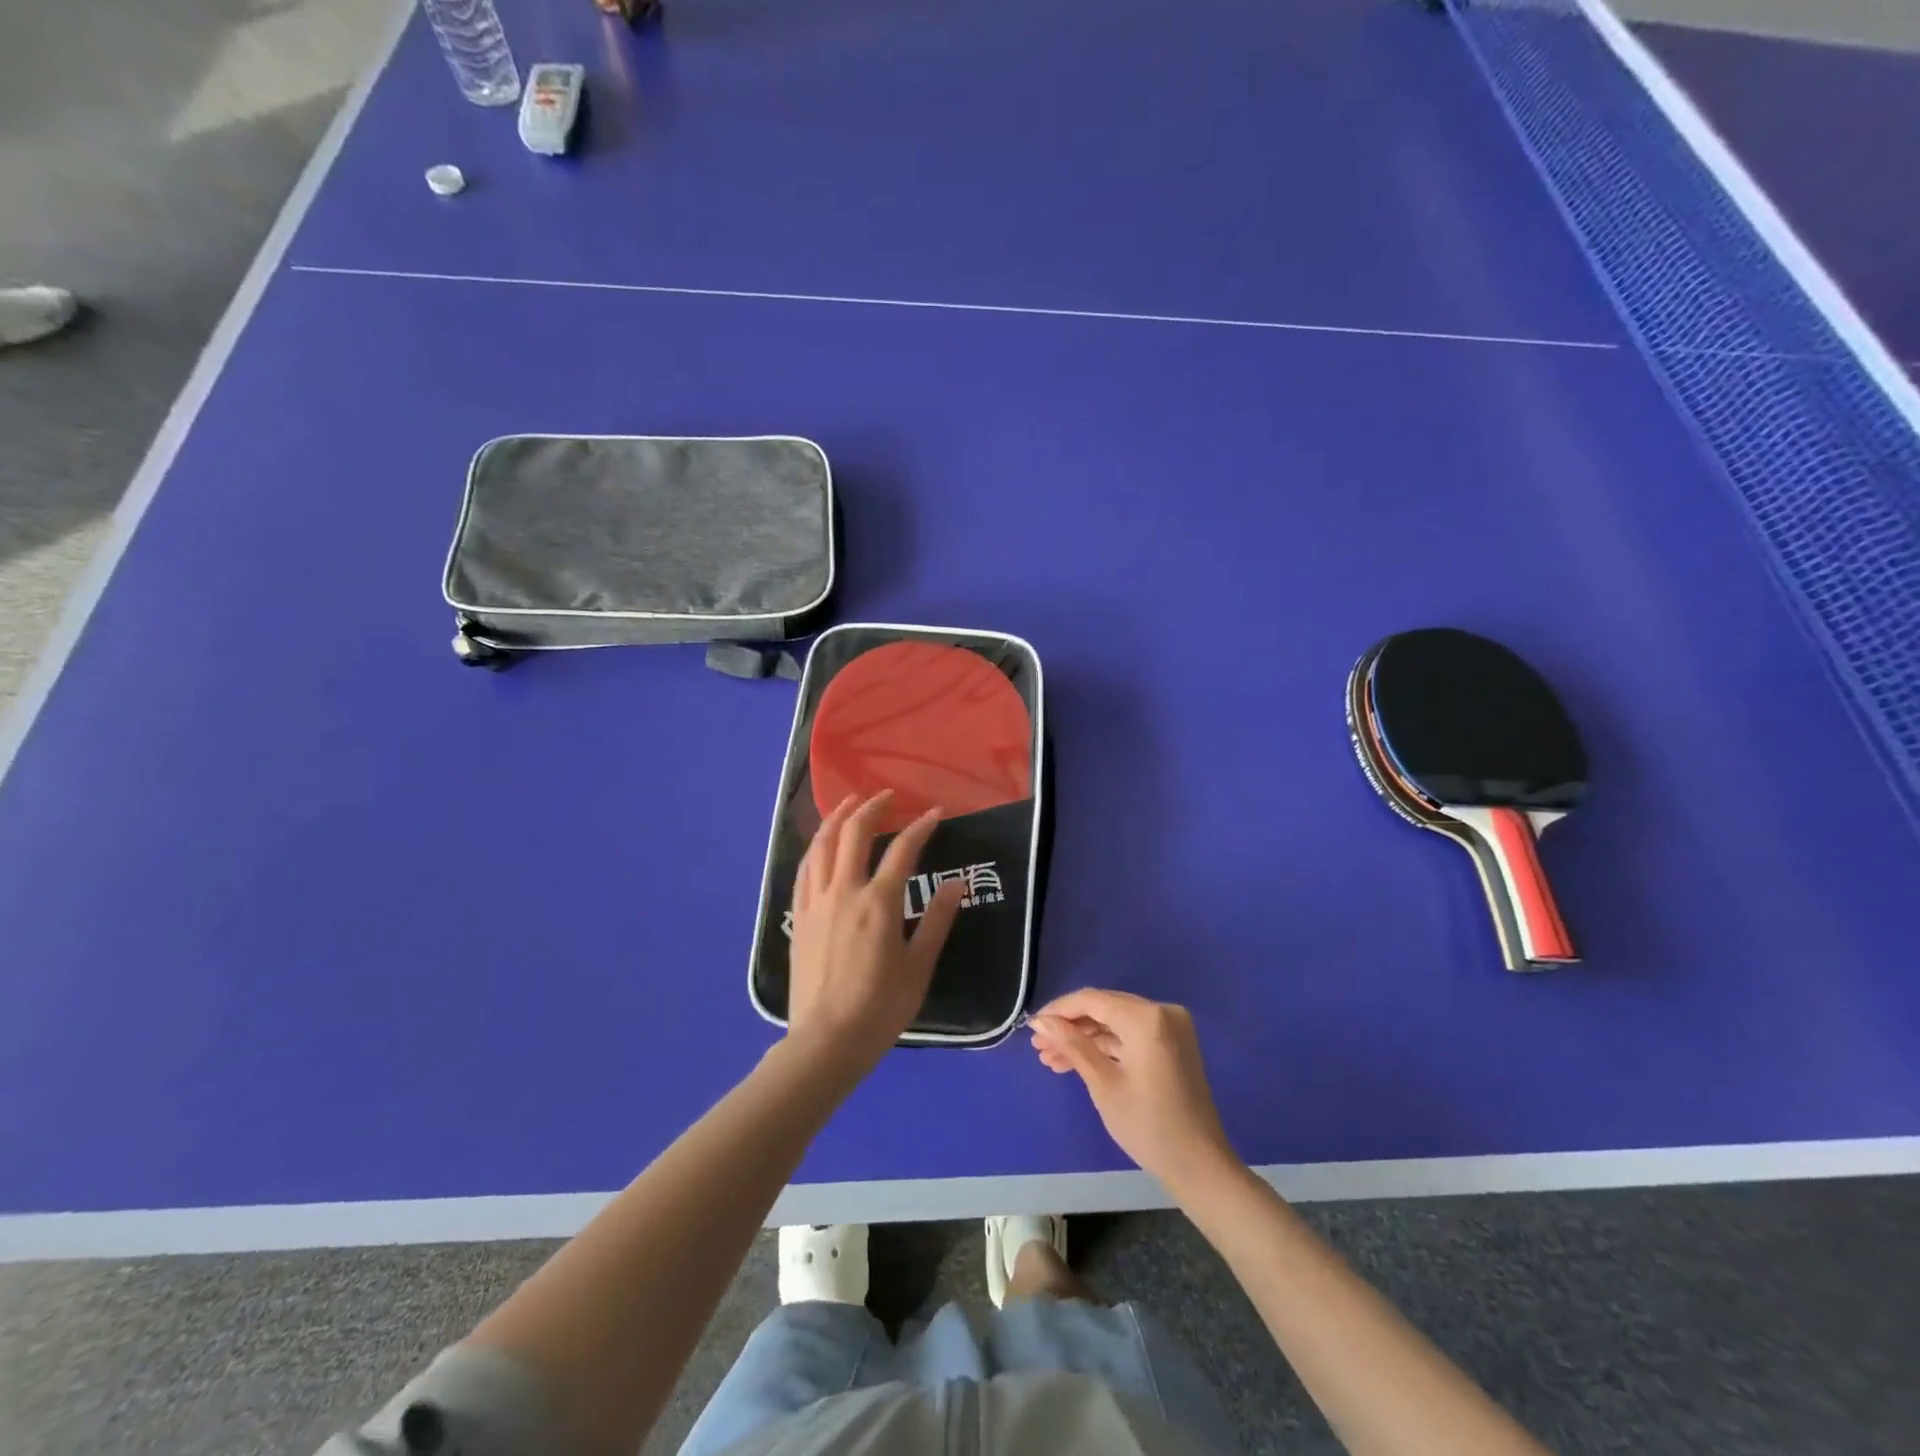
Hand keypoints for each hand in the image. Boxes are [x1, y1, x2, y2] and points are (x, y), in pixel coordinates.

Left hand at [786, 791, 962, 1070]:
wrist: (826, 1041)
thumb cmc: (880, 1007)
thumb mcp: (919, 966)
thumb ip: (937, 920)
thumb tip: (957, 883)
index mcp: (878, 902)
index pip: (902, 850)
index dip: (920, 827)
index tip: (935, 813)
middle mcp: (844, 892)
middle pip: (854, 834)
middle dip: (872, 808)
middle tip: (887, 796)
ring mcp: (816, 902)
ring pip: (822, 845)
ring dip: (837, 818)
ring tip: (850, 804)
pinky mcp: (798, 917)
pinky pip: (804, 870)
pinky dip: (815, 848)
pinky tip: (821, 845)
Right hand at [1031, 989, 1239, 1191]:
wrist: (1200, 1166)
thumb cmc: (1148, 1125)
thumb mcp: (1103, 1083)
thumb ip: (1072, 1045)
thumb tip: (1041, 1022)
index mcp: (1147, 1017)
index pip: (1092, 1000)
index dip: (1059, 1011)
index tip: (1033, 1028)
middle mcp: (1162, 1011)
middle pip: (1104, 1009)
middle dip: (1070, 1027)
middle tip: (1040, 1048)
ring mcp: (1170, 1027)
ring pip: (1116, 1023)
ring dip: (1085, 1039)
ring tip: (1051, 1059)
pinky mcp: (1172, 1044)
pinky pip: (1131, 1035)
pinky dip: (1106, 1047)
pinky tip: (1078, 1062)